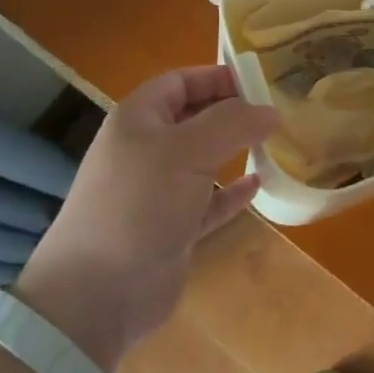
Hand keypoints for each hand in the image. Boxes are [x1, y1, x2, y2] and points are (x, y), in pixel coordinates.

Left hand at [16, 67, 270, 371]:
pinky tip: (258, 185)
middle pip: (194, 118)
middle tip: (276, 111)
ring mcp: (157, 191)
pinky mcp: (171, 229)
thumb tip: (270, 110)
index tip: (261, 81)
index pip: (181, 81)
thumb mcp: (188, 151)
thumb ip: (233, 123)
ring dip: (235, 151)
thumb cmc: (140, 204)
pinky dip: (231, 193)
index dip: (218, 77)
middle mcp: (146, 149)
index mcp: (139, 119)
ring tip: (275, 142)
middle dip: (232, 112)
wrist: (97, 295)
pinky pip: (208, 201)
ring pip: (203, 160)